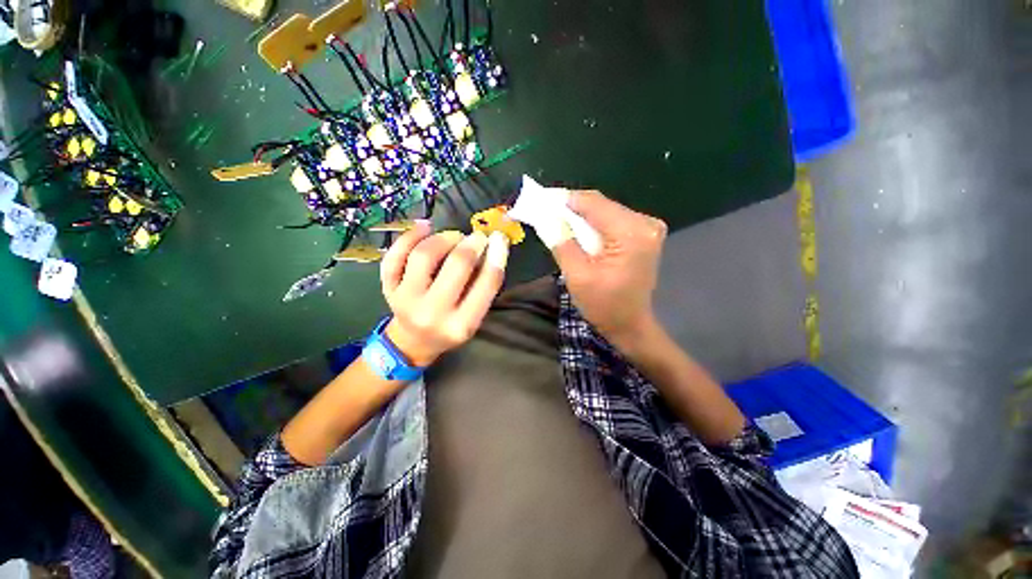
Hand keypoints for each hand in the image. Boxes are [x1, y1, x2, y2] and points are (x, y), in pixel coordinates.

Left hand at [380, 222, 509, 366]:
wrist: (413, 341)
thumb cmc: (450, 328)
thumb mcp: (474, 317)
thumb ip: (483, 287)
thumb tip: (491, 247)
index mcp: (461, 325)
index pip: (486, 284)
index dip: (497, 256)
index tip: (500, 238)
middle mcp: (432, 313)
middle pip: (456, 266)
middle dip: (472, 244)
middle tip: (477, 237)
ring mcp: (405, 300)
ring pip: (424, 255)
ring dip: (444, 238)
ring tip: (454, 237)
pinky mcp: (388, 288)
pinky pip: (395, 256)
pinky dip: (410, 236)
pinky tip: (425, 227)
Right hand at [548, 191, 666, 345]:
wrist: (629, 324)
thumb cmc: (604, 305)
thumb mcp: (577, 276)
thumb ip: (562, 243)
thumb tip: (546, 216)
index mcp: (631, 234)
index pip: (593, 204)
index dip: (565, 199)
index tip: (540, 199)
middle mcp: (645, 224)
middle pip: (600, 205)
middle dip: (571, 209)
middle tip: (545, 212)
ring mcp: (648, 228)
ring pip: (605, 211)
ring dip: (581, 217)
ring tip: (557, 222)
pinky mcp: (643, 234)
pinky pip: (612, 220)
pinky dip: (593, 224)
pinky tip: (578, 232)